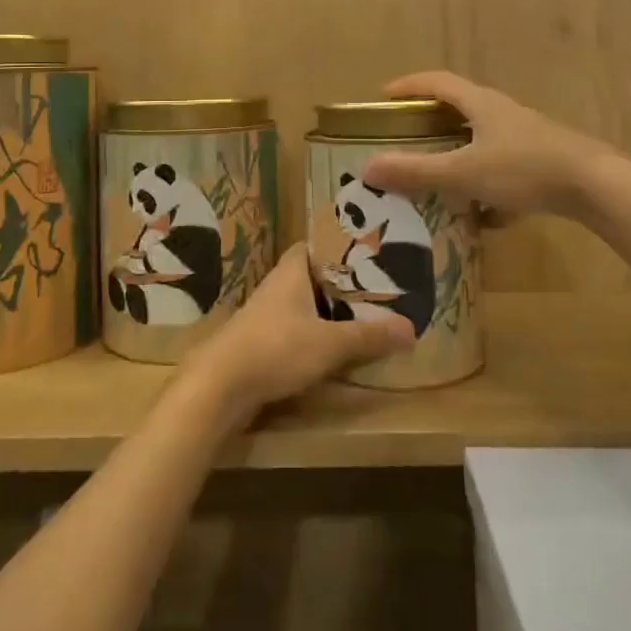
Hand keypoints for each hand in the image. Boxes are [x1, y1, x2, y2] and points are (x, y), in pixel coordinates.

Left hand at [184, 244, 414, 422]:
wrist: (219, 386)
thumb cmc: (276, 349)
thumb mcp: (330, 343)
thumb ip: (369, 336)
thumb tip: (411, 329)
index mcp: (291, 272)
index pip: (314, 245)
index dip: (338, 247)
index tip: (367, 255)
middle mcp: (276, 286)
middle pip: (311, 276)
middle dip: (339, 283)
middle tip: (374, 290)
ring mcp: (264, 315)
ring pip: (302, 304)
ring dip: (326, 310)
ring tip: (360, 317)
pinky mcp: (259, 342)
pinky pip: (293, 329)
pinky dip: (312, 333)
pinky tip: (331, 348)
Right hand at [363, 71, 610, 221]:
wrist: (596, 185)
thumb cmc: (524, 168)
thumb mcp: (463, 172)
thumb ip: (416, 171)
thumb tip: (368, 167)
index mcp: (481, 104)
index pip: (438, 82)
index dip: (410, 85)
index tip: (384, 95)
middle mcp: (504, 114)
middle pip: (461, 110)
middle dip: (433, 124)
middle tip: (408, 141)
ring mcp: (527, 138)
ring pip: (484, 143)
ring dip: (461, 159)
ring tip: (441, 183)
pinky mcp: (545, 163)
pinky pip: (506, 171)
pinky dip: (490, 190)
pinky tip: (487, 219)